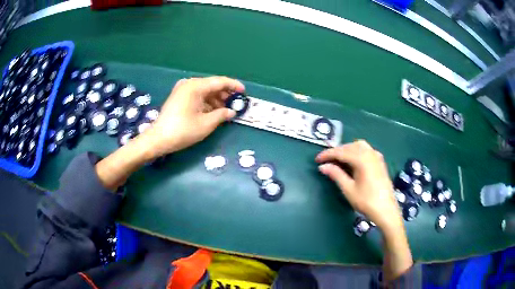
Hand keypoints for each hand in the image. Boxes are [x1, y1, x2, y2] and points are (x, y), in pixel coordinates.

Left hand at [143, 76, 244, 157]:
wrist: (158, 139)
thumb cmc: (183, 131)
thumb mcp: (206, 124)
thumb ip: (221, 115)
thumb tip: (231, 112)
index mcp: (195, 86)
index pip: (219, 82)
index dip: (233, 86)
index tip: (244, 92)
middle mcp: (189, 84)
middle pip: (212, 85)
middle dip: (225, 94)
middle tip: (236, 104)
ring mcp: (182, 90)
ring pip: (204, 91)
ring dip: (216, 99)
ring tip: (226, 110)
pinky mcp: (179, 97)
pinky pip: (197, 96)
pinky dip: (206, 102)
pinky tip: (213, 111)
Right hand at [316, 140, 412, 281]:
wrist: (386, 210)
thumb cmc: (366, 201)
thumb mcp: (349, 189)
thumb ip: (336, 175)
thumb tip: (323, 166)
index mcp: (362, 159)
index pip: (341, 152)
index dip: (327, 154)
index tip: (317, 159)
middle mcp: (370, 153)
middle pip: (350, 146)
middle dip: (337, 151)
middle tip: (326, 161)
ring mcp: (377, 157)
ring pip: (359, 146)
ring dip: (347, 150)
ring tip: (338, 160)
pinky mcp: (380, 162)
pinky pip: (366, 150)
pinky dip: (357, 152)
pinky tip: (353, 161)